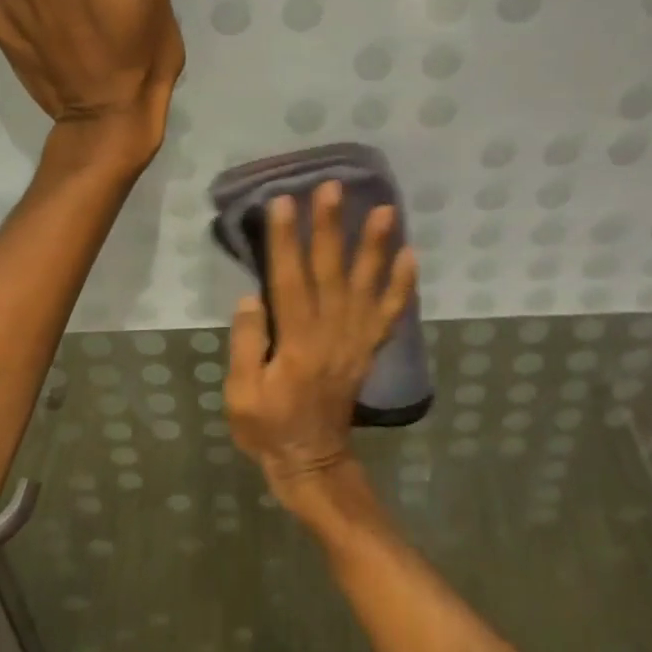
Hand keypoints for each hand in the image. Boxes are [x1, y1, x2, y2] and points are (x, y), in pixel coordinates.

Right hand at [224, 182, 418, 499]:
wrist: (313, 463)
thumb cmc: (269, 428)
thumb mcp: (241, 396)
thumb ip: (247, 346)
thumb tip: (251, 298)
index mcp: (295, 342)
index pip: (289, 280)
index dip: (285, 240)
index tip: (284, 203)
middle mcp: (331, 333)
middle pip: (330, 272)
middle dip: (330, 227)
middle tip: (333, 188)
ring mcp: (355, 340)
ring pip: (367, 286)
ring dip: (375, 247)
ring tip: (386, 211)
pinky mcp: (368, 349)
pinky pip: (390, 315)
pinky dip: (402, 286)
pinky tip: (410, 256)